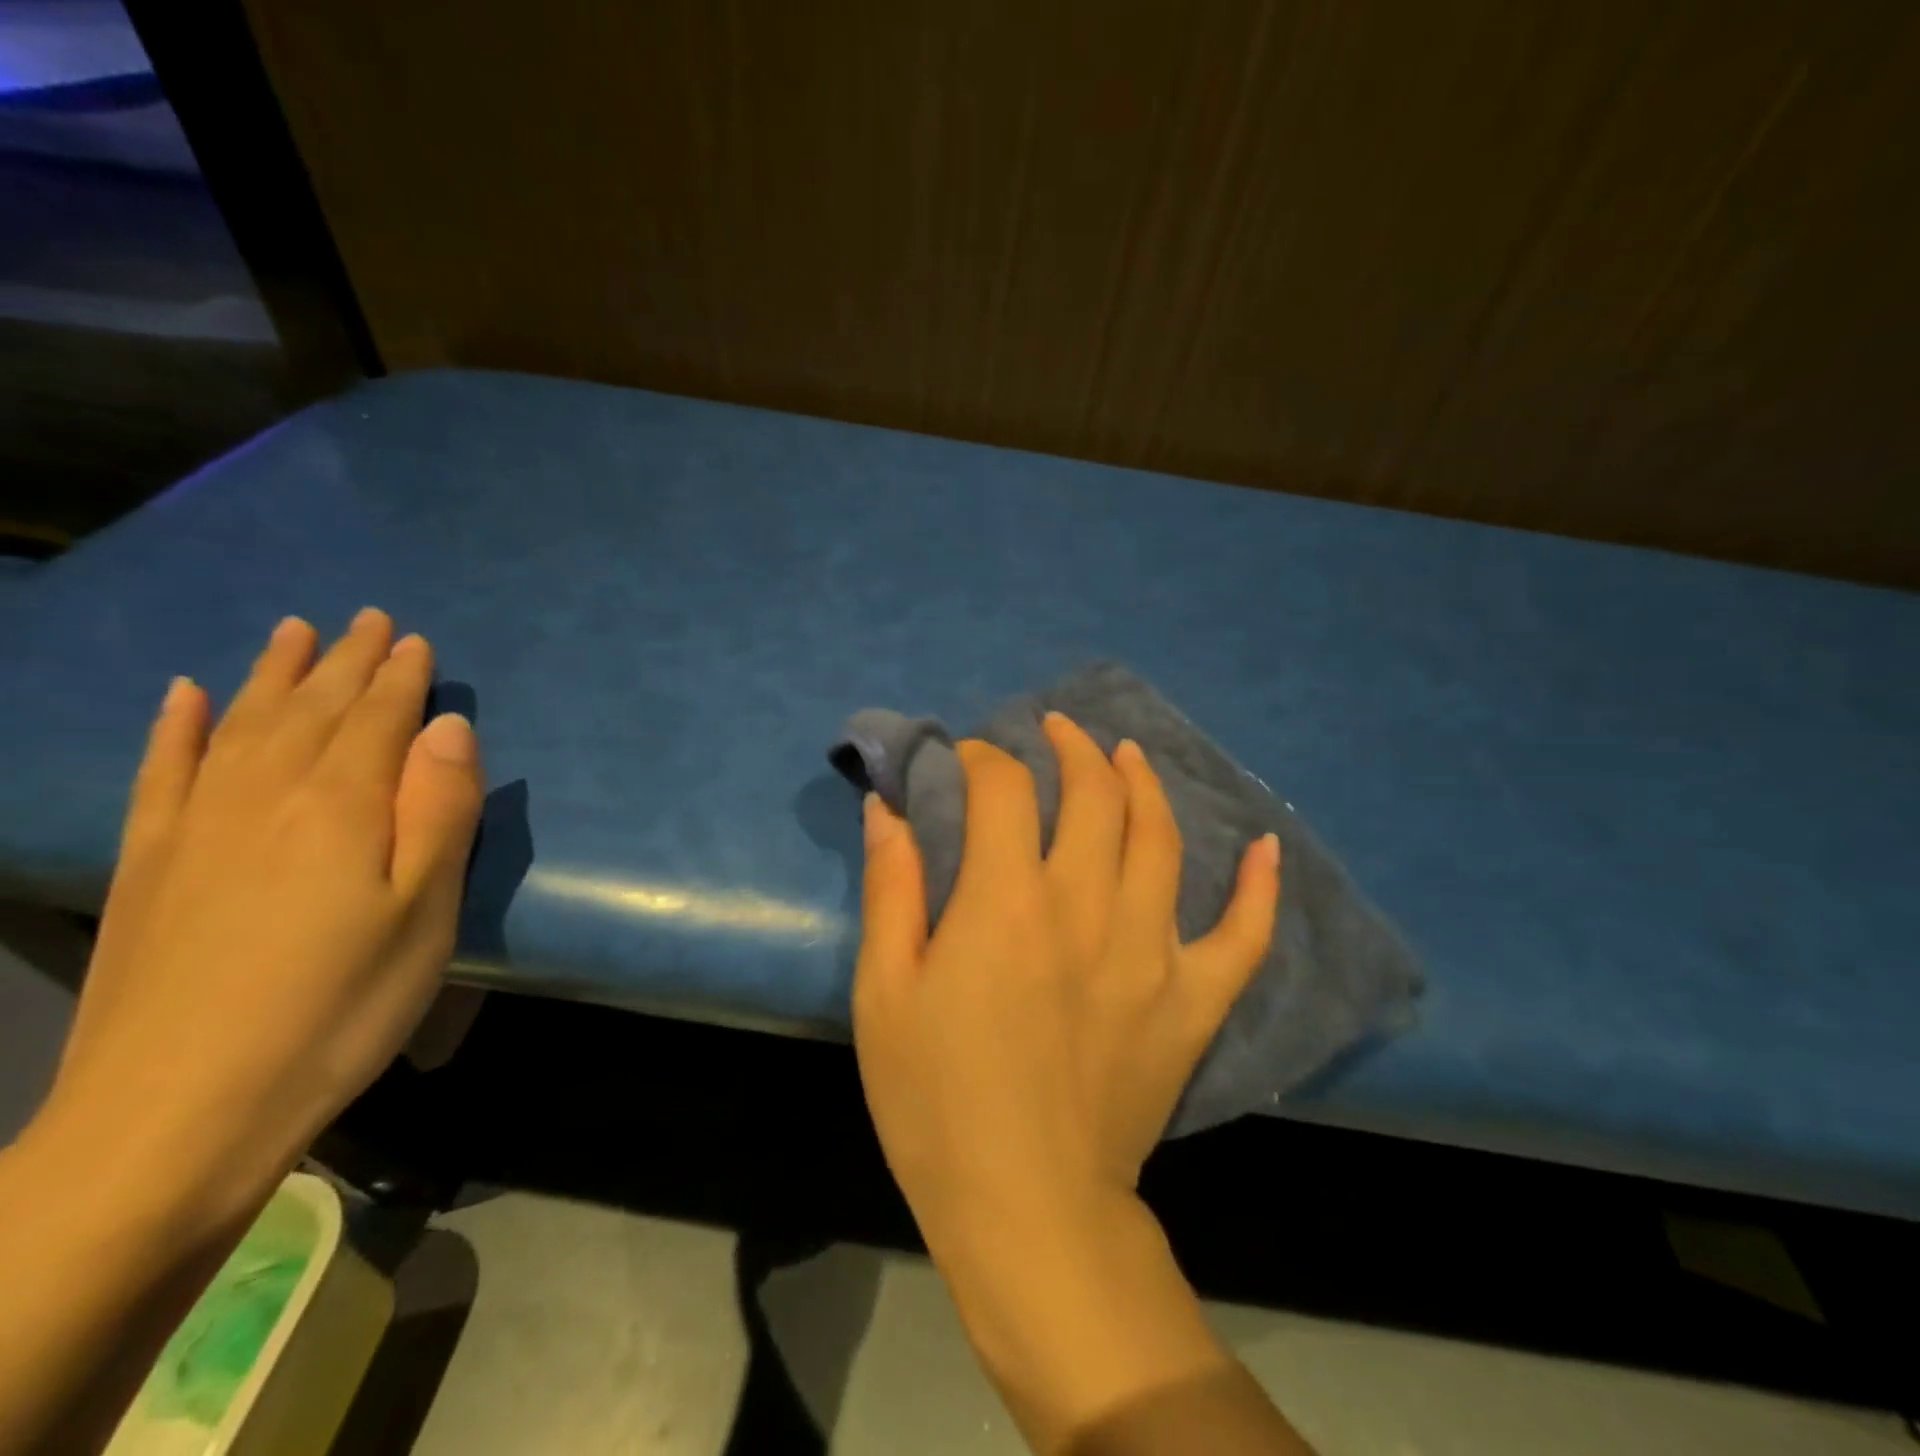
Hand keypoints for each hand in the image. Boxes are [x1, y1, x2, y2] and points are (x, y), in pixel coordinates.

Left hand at [38, 609, 483, 1227]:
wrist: (177, 1115)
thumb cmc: (339, 1009)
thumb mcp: (424, 913)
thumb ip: (440, 811)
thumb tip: (449, 728)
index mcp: (340, 807)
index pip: (377, 719)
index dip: (400, 677)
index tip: (414, 638)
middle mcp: (264, 797)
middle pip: (311, 710)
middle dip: (344, 661)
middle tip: (366, 619)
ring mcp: (195, 828)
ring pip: (239, 725)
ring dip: (272, 675)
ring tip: (293, 633)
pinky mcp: (150, 865)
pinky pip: (161, 773)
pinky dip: (173, 728)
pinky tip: (181, 698)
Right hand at [853, 714, 1279, 1252]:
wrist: (1028, 1208)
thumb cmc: (937, 1101)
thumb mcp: (885, 992)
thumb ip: (891, 889)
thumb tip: (887, 808)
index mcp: (1007, 903)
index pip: (1004, 790)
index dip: (984, 758)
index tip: (968, 758)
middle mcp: (1087, 908)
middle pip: (1093, 795)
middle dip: (1070, 748)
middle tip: (1055, 731)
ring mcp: (1152, 952)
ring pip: (1161, 839)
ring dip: (1143, 783)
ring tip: (1126, 754)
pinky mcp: (1192, 1002)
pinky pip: (1243, 934)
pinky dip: (1258, 888)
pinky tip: (1265, 846)